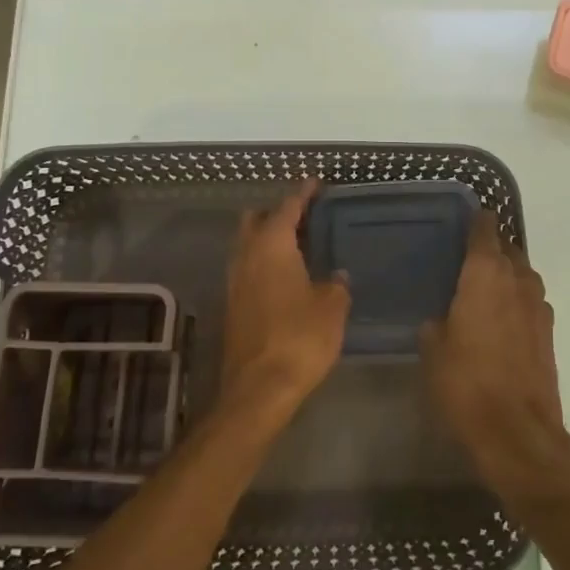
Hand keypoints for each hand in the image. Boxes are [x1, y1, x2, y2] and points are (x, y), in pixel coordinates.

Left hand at [220, 181, 350, 424]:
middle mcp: (247, 256)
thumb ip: (336, 285)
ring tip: (296, 244)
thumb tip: (337, 276)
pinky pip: (247, 269)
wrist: (259, 387)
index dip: (302, 193)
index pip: (287, 208)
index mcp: (272, 247)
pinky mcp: (233, 306)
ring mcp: (235, 282)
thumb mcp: (332, 308)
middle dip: (276, 212)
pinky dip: (263, 262)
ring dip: (266, 238)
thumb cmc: (300, 338)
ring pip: (247, 245)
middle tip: (303, 214)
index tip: (314, 182)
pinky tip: (284, 276)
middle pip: (256, 221)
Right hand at [421, 210, 568, 483]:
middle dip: (489, 249)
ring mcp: (539, 304)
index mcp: (485, 273)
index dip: (474, 221)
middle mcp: (517, 279)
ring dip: (504, 275)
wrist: (517, 430)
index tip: (461, 221)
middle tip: (463, 260)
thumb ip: (436, 321)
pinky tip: (498, 320)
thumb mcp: (432, 348)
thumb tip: (442, 317)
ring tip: (480, 290)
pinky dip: (515, 300)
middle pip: (506, 248)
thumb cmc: (465, 382)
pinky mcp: (549, 330)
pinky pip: (529, 300)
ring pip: (521, 274)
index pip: (484, 228)